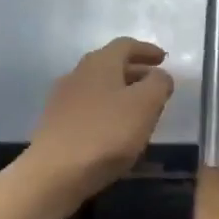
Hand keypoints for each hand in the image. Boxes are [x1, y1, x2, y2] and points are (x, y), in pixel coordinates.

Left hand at [29, 38, 174, 199]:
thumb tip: (160, 75)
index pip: (125, 45)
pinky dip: (106, 109)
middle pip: (110, 64)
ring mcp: (63, 99)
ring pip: (99, 86)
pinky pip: (88, 107)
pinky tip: (115, 129)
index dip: (147, 50)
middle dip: (136, 71)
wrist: (54, 173)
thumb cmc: (106, 133)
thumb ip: (159, 83)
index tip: (163, 58)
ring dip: (121, 92)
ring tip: (139, 109)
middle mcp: (78, 73)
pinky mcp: (56, 123)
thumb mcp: (145, 104)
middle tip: (155, 84)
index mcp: (100, 63)